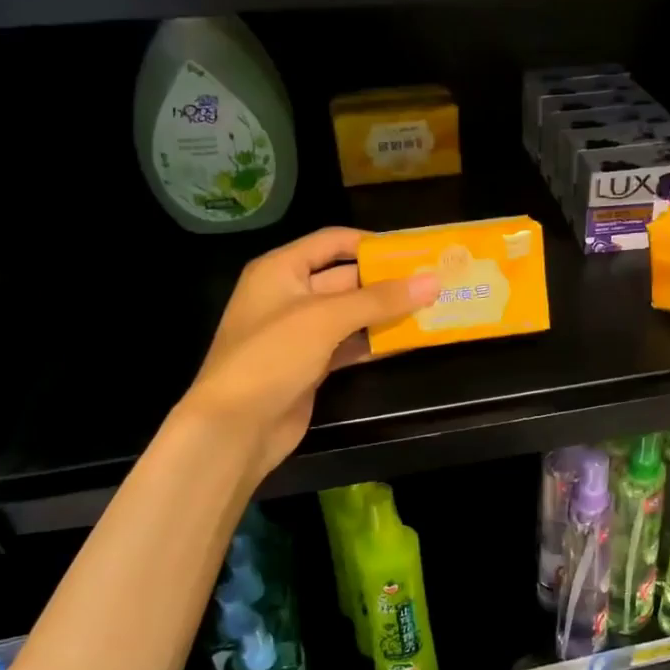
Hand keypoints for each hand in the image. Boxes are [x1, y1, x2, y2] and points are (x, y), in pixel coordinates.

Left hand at [181, 227, 436, 488]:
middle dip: (387, 281)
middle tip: (433, 282)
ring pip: (351, 314)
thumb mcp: (326, 319)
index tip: (414, 251)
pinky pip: (350, 344)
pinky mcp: (311, 365)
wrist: (235, 428)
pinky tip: (409, 341)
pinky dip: (376, 342)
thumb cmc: (272, 356)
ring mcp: (300, 333)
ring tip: (432, 308)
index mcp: (281, 270)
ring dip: (386, 313)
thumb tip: (432, 282)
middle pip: (345, 278)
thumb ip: (380, 300)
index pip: (332, 242)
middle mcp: (289, 295)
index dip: (371, 243)